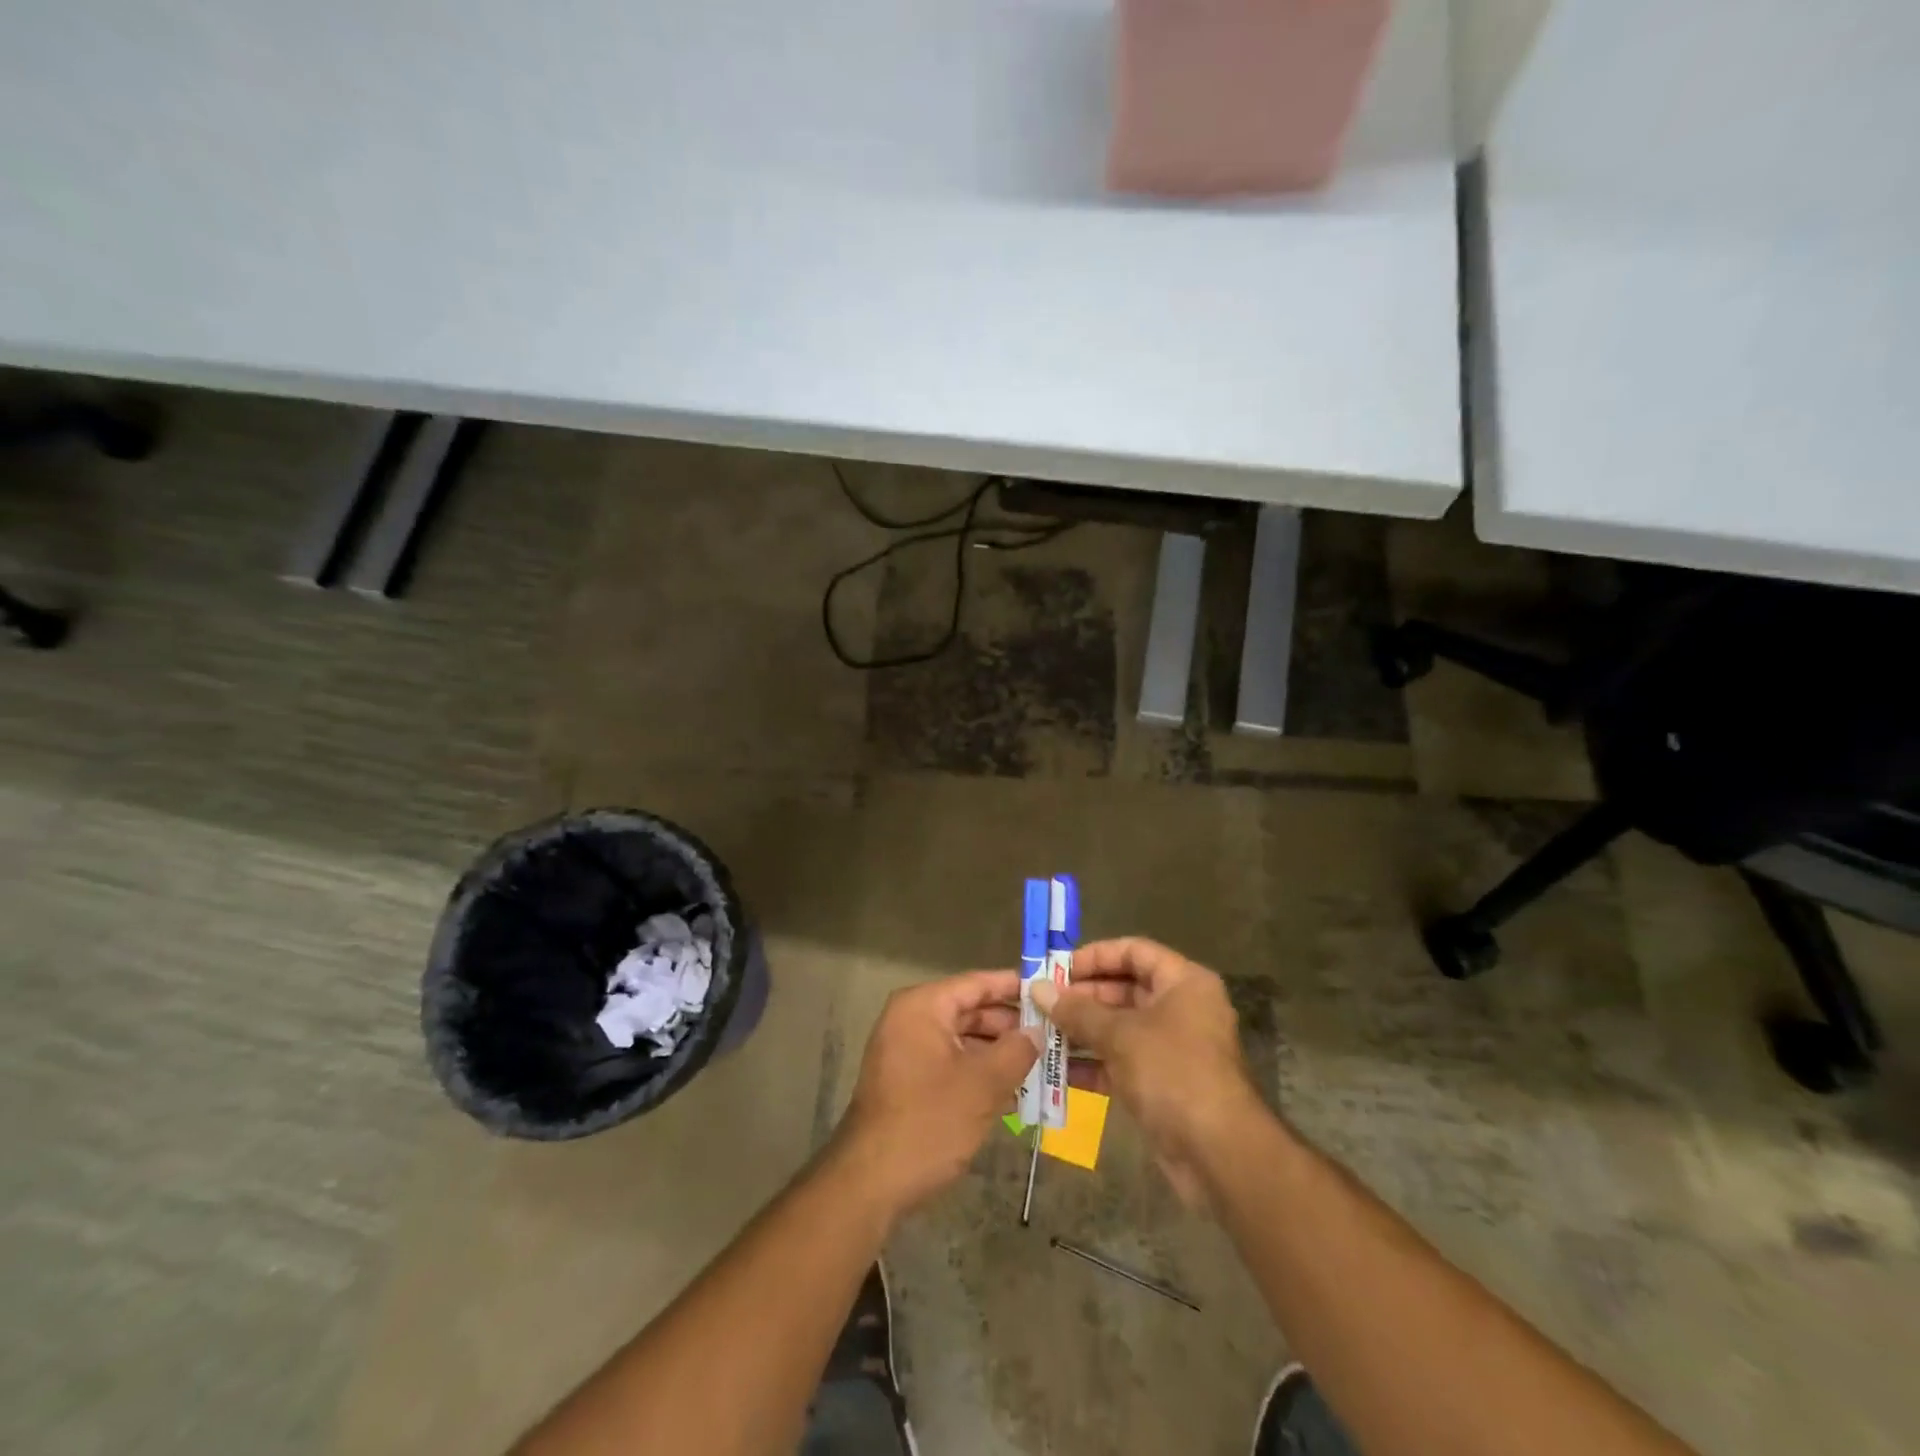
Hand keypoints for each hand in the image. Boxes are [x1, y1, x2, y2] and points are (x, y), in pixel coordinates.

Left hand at [829, 971, 1039, 1220]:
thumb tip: (1037, 1031)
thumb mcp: (983, 1085)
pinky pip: (951, 1064)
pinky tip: (1015, 1093)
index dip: (1014, 986)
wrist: (870, 1183)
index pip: (976, 983)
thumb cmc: (929, 1122)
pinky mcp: (908, 1082)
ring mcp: (906, 1051)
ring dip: (999, 1053)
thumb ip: (1016, 1051)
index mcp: (923, 1007)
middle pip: (970, 1011)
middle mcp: (911, 1020)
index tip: (1050, 989)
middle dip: (1011, 1025)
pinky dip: (979, 1073)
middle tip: (1054, 1033)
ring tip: (1043, 1064)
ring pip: (963, 1041)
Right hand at [1033, 938, 1259, 1205]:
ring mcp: (1172, 1048)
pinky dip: (1093, 1063)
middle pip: (1125, 989)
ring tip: (1040, 1033)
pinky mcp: (1162, 1084)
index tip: (1058, 968)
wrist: (1218, 1154)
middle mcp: (1181, 1008)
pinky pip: (1121, 1062)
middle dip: (1081, 996)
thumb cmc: (1172, 1073)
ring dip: (1081, 1031)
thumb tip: (1038, 989)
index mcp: (1183, 982)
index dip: (1095, 956)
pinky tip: (1056, 1070)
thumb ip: (1077, 1011)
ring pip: (1120, 1027)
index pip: (1134, 951)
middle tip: (1041, 1003)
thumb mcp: (1121, 1035)